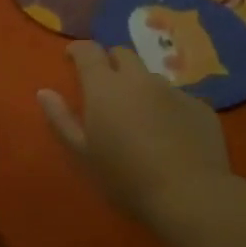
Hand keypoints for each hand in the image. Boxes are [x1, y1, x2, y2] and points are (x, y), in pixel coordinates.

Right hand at [39, 42, 237, 223]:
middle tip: (105, 87)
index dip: (78, 50)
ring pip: (151, 77)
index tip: (72, 58)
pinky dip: (168, 108)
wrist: (190, 196)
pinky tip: (170, 135)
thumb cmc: (125, 177)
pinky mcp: (201, 107)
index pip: (88, 51)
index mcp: (105, 86)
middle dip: (111, 63)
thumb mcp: (82, 154)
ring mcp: (174, 91)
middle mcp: (139, 79)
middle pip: (122, 54)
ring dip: (140, 87)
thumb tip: (44, 92)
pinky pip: (178, 98)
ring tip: (140, 116)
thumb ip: (61, 119)